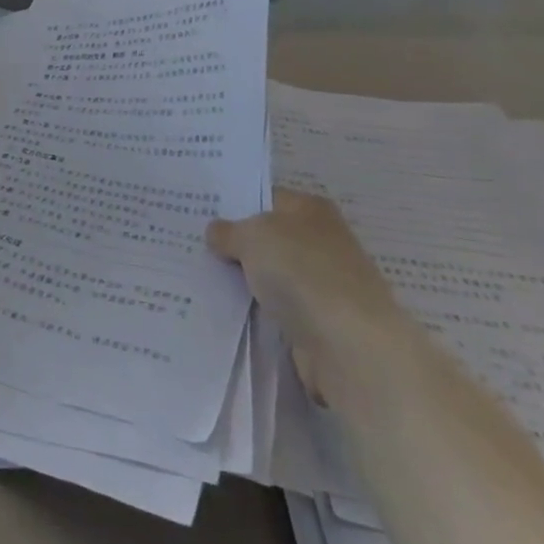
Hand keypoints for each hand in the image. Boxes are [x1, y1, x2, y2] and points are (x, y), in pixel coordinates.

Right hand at [208, 190, 413, 407]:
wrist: (349, 345)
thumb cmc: (301, 271)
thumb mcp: (251, 237)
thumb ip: (228, 231)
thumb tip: (216, 232)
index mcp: (311, 208)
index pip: (266, 197)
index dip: (234, 205)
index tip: (200, 214)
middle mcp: (322, 240)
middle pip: (269, 237)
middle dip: (237, 244)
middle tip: (195, 245)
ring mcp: (324, 283)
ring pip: (273, 275)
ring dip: (248, 280)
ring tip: (203, 277)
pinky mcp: (321, 322)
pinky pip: (279, 308)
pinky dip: (260, 311)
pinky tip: (228, 309)